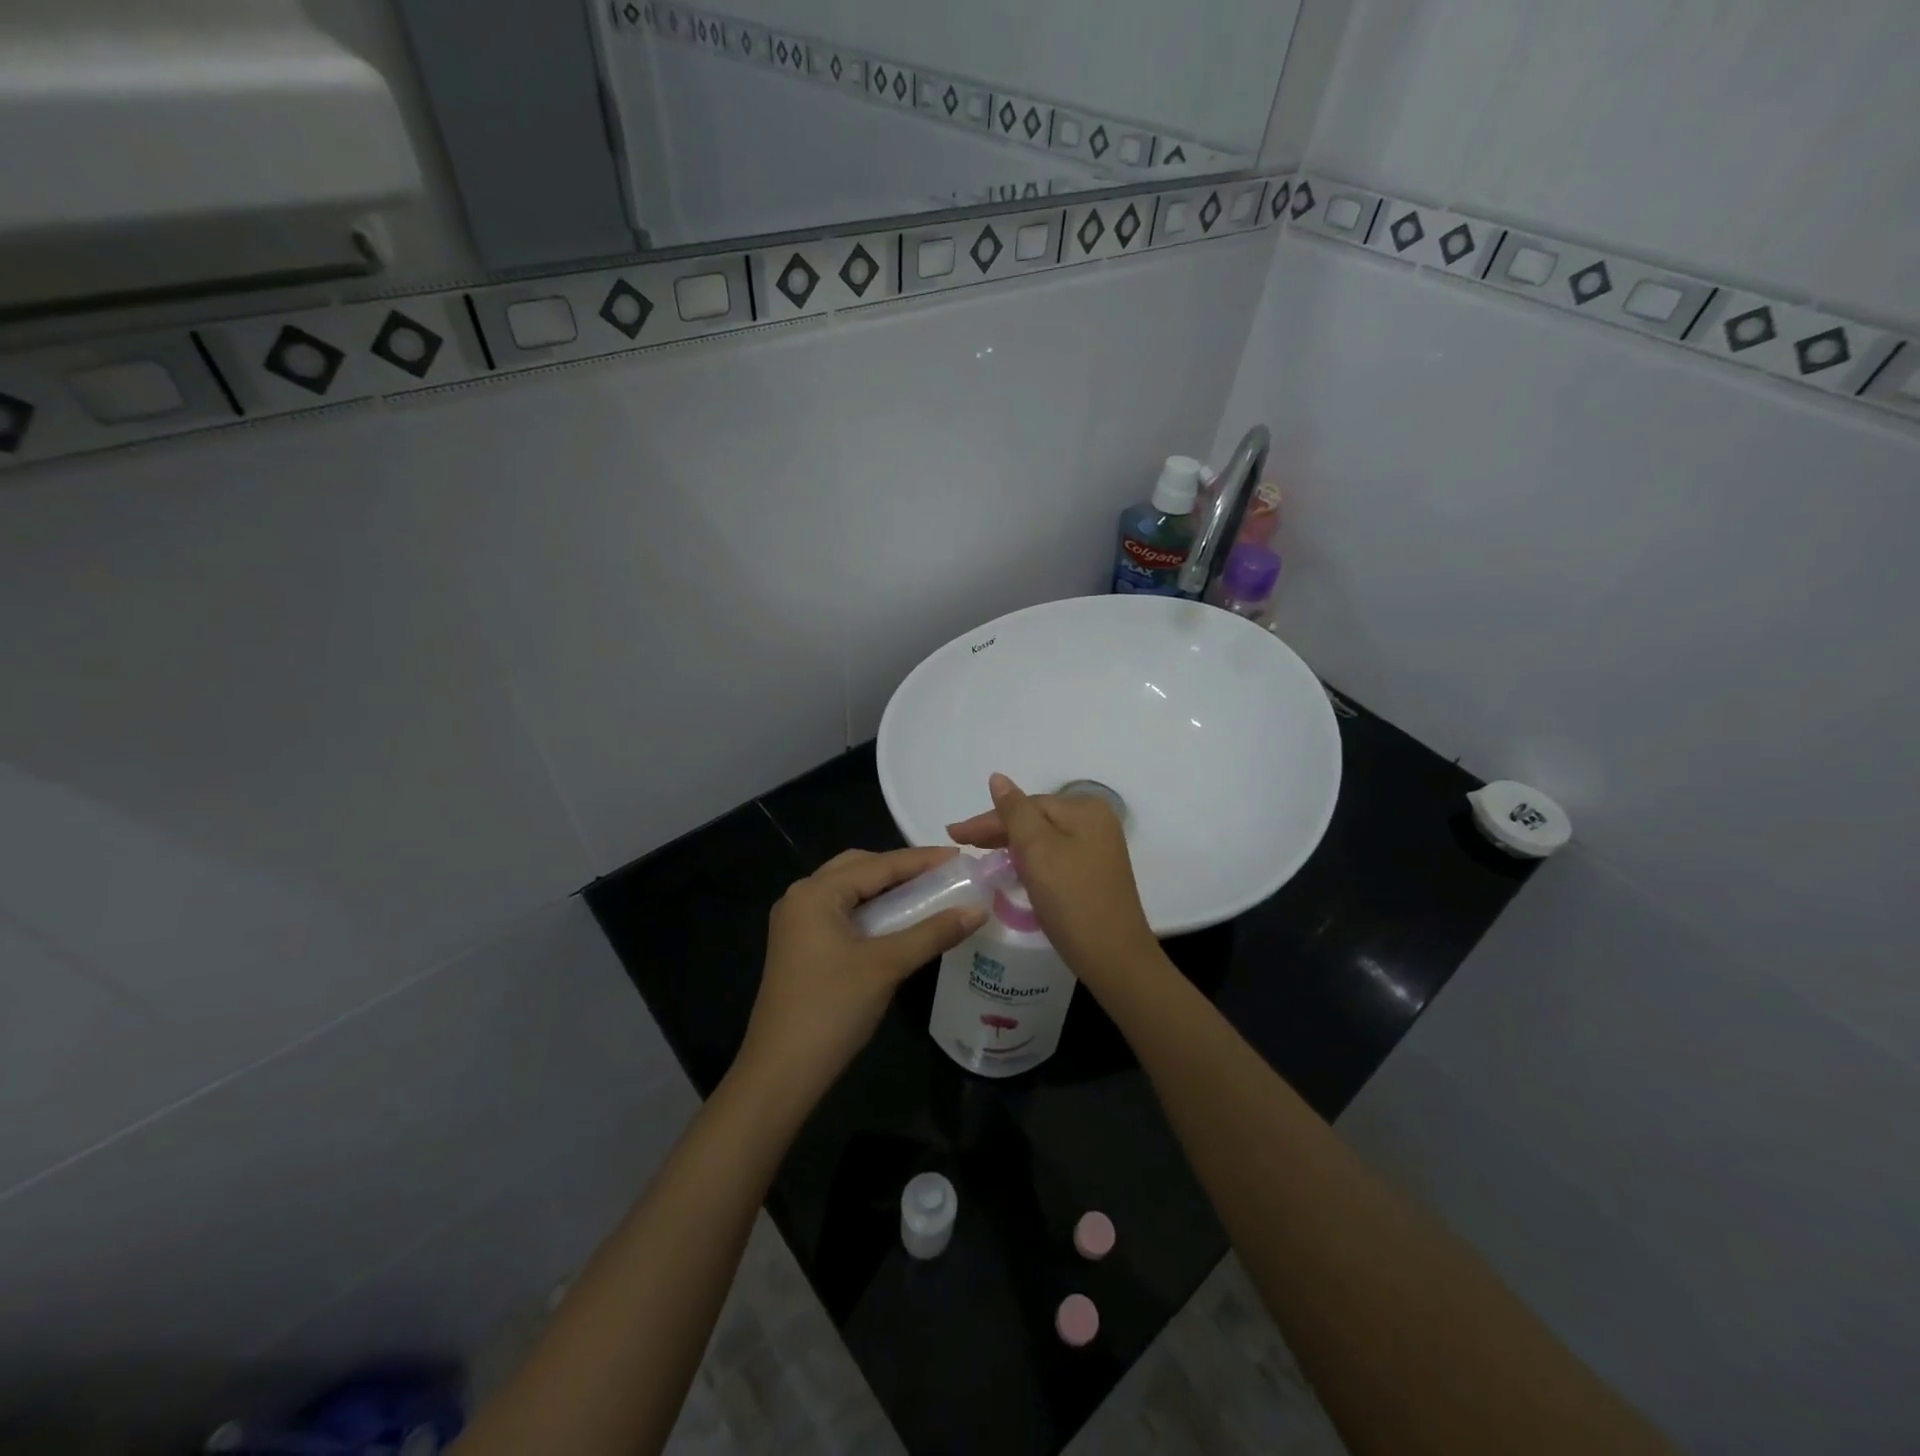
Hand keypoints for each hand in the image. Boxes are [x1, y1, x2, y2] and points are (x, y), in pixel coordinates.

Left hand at [737, 847, 983, 1104]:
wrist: (781, 1073)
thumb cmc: (832, 1010)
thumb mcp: (886, 966)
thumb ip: (933, 932)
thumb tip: (978, 909)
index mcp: (816, 893)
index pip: (878, 865)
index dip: (922, 860)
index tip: (962, 858)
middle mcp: (801, 897)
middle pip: (859, 868)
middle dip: (901, 869)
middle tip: (943, 875)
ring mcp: (797, 924)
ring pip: (849, 891)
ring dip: (886, 889)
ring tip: (927, 892)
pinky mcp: (800, 947)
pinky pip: (842, 912)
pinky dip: (871, 910)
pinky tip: (898, 921)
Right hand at [946, 773, 1159, 990]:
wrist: (1113, 957)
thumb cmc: (1071, 898)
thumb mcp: (1037, 849)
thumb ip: (1014, 811)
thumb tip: (998, 778)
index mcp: (1084, 809)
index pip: (1025, 805)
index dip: (988, 820)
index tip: (954, 835)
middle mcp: (1096, 822)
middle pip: (1036, 818)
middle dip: (998, 831)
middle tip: (961, 843)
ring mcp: (1098, 848)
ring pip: (1044, 838)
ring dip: (1012, 845)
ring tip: (981, 855)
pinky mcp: (1095, 873)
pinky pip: (1055, 856)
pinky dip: (1031, 860)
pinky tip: (1013, 869)